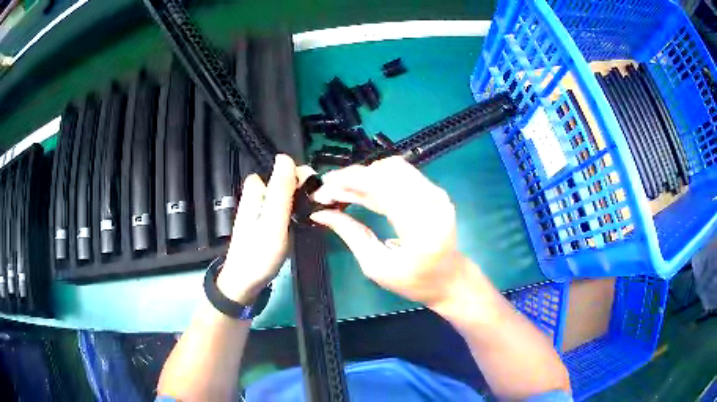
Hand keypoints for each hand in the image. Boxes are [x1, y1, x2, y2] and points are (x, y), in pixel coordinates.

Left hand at [217, 154, 309, 303]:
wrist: (246, 282)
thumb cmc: (259, 253)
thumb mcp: (273, 220)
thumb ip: (280, 189)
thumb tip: (285, 156)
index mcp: (257, 189)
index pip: (286, 169)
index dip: (304, 178)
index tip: (318, 194)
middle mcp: (260, 194)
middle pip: (289, 181)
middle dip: (306, 190)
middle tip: (318, 209)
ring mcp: (265, 208)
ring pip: (290, 194)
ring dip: (305, 202)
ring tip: (317, 216)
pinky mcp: (270, 220)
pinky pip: (288, 208)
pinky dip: (299, 212)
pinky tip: (308, 222)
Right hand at [311, 156, 467, 308]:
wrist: (449, 279)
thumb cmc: (414, 282)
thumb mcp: (376, 266)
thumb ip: (350, 234)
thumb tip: (321, 214)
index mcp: (420, 226)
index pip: (382, 187)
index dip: (348, 182)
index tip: (323, 188)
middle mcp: (432, 202)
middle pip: (387, 171)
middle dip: (353, 177)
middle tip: (328, 191)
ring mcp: (436, 194)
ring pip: (393, 168)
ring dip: (364, 176)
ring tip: (341, 190)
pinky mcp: (434, 191)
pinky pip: (401, 174)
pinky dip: (377, 178)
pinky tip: (359, 190)